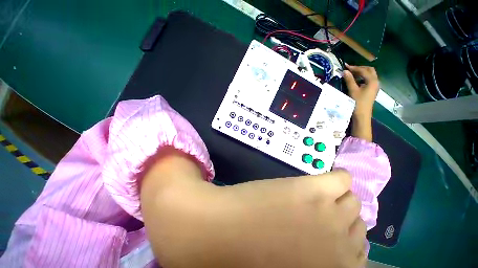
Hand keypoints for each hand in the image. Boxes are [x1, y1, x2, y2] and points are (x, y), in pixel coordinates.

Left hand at [142, 158, 366, 267]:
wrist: (219, 231)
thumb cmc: (249, 255)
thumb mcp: (292, 264)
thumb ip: (316, 259)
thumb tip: (325, 245)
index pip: (359, 253)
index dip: (343, 239)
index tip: (328, 230)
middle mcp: (341, 247)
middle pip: (356, 223)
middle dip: (340, 217)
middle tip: (318, 211)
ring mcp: (328, 214)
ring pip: (352, 200)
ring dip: (337, 198)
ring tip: (316, 196)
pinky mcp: (312, 190)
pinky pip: (342, 179)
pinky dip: (338, 179)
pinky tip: (326, 180)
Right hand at [343, 64, 378, 141]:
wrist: (362, 114)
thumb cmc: (358, 102)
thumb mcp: (353, 90)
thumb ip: (349, 80)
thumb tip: (345, 71)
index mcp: (372, 81)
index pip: (363, 70)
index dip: (354, 67)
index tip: (345, 66)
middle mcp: (376, 81)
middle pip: (369, 70)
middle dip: (359, 68)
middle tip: (350, 69)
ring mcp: (375, 86)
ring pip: (369, 75)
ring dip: (361, 72)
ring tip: (351, 73)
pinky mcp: (372, 89)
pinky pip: (368, 79)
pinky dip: (362, 77)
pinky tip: (355, 80)